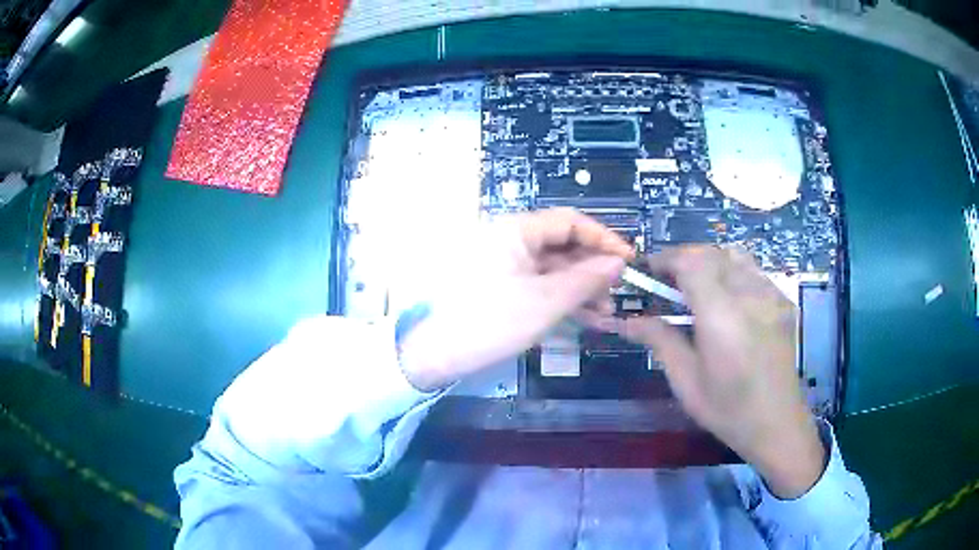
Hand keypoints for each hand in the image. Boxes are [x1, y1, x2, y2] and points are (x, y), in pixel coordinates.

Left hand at [398, 208, 632, 391]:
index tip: (627, 260)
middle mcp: (510, 240)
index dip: (603, 238)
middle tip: (617, 294)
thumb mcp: (544, 301)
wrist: (431, 354)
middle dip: (593, 268)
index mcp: (517, 231)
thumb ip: (586, 279)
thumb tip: (618, 262)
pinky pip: (537, 285)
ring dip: (580, 287)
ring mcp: (503, 265)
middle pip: (562, 245)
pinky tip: (580, 317)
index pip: (570, 221)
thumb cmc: (489, 321)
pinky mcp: (499, 288)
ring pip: (552, 268)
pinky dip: (559, 298)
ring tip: (604, 313)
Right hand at [613, 246, 824, 498]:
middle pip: (712, 253)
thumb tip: (626, 321)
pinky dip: (733, 272)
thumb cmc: (727, 409)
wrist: (777, 423)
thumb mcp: (686, 380)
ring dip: (710, 261)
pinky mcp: (783, 302)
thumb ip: (659, 340)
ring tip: (698, 285)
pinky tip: (728, 300)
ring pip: (735, 255)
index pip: (691, 263)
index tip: (648, 271)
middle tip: (667, 281)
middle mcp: (749, 296)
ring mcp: (771, 296)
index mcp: (721, 316)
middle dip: (684, 258)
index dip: (666, 258)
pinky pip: (754, 271)